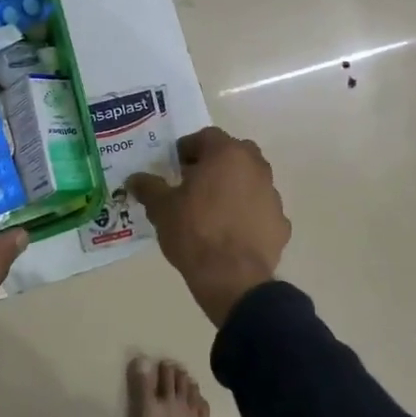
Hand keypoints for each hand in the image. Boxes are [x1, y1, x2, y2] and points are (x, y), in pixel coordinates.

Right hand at [126, 127, 288, 325]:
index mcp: (227, 154)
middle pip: (233, 154)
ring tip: (212, 211)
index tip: (174, 168)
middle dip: (214, 164)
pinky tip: (231, 234)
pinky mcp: (281, 223)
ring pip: (250, 181)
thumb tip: (134, 179)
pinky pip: (260, 210)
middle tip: (193, 185)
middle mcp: (256, 166)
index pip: (206, 137)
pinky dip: (248, 215)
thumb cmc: (194, 232)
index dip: (187, 149)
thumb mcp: (161, 208)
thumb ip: (148, 188)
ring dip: (233, 188)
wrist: (233, 279)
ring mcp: (273, 195)